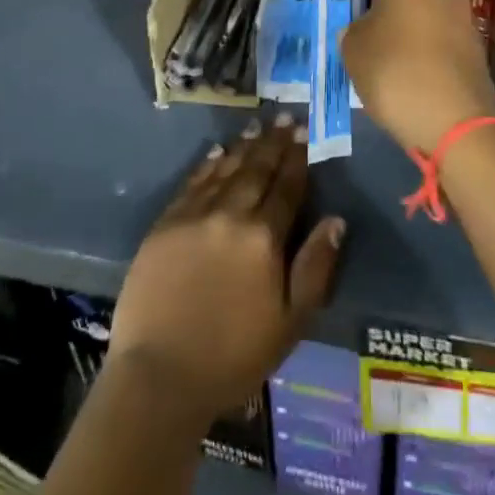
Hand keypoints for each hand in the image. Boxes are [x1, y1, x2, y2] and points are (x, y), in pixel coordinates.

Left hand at [110, 117, 346, 421]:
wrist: (159, 377)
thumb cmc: (233, 357)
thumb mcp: (290, 323)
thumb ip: (315, 267)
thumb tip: (336, 220)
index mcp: (264, 237)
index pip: (287, 186)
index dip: (297, 158)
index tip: (304, 133)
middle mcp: (231, 214)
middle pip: (257, 169)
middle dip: (273, 142)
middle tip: (283, 117)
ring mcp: (194, 216)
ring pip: (225, 169)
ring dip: (244, 147)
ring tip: (256, 127)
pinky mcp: (165, 224)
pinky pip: (193, 183)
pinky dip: (208, 165)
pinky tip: (217, 152)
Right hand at [344, 0, 494, 154]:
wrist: (457, 124)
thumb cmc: (396, 73)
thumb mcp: (354, 49)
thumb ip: (354, 30)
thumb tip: (365, 29)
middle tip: (367, 26)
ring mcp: (466, 20)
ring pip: (429, 9)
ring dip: (408, 25)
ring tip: (386, 57)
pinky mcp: (477, 51)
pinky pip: (443, 37)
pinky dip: (425, 47)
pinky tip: (410, 78)